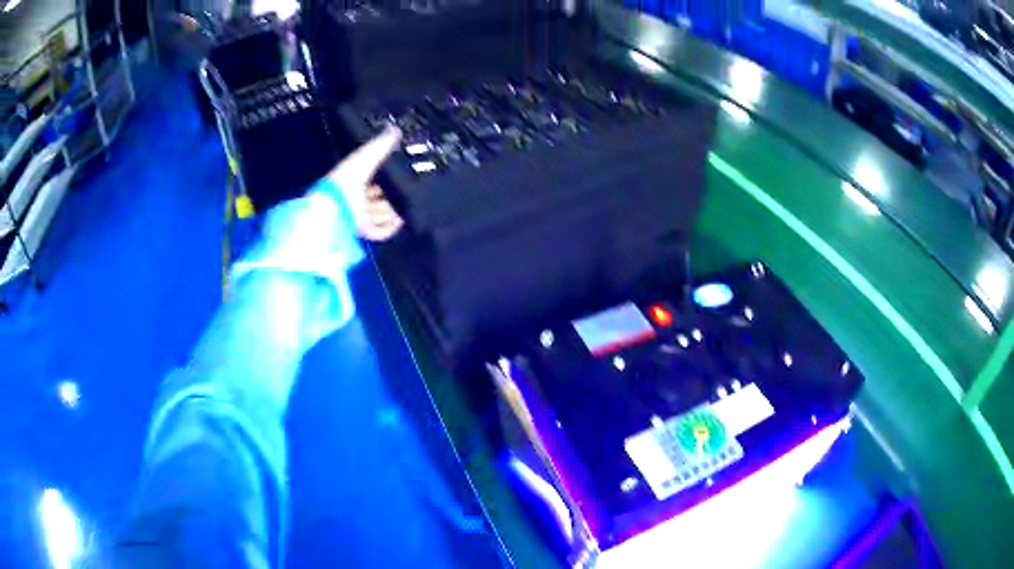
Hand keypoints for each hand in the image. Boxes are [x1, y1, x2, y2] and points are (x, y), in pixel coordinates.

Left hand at [327, 125, 404, 241]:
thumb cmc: (346, 178)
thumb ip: (382, 144)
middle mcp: (356, 199)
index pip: (369, 177)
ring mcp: (359, 216)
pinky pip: (380, 231)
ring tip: (407, 205)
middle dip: (390, 195)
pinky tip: (401, 220)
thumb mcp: (366, 156)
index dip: (382, 174)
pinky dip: (392, 227)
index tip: (396, 170)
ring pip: (379, 214)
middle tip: (406, 190)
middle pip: (376, 198)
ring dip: (393, 211)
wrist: (336, 204)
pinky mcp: (364, 230)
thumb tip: (395, 129)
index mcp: (353, 180)